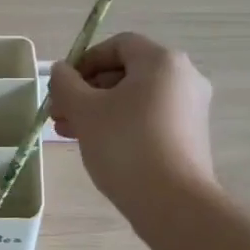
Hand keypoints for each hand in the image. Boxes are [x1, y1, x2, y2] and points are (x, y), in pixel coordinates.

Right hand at [49, 32, 215, 208]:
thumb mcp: (85, 110)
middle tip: (59, 112)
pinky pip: (148, 118)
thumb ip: (65, 83)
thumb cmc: (126, 145)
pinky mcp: (190, 137)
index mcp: (162, 61)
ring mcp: (190, 109)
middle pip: (125, 72)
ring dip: (98, 109)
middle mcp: (183, 78)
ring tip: (68, 131)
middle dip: (87, 90)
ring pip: (134, 98)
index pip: (117, 45)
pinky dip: (121, 123)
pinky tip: (95, 144)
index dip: (85, 60)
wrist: (174, 204)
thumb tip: (60, 71)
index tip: (62, 85)